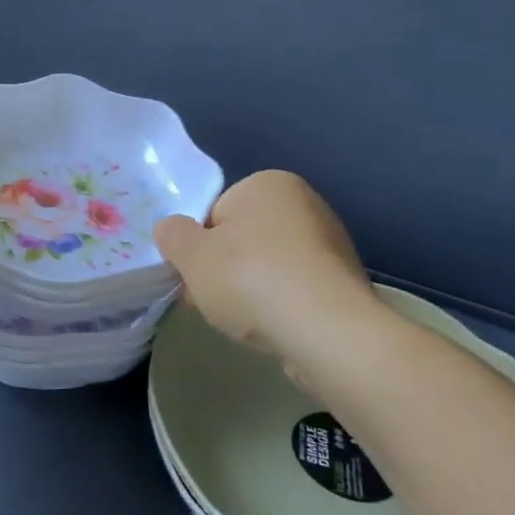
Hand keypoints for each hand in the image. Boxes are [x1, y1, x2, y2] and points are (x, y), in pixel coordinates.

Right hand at [153, 171, 377, 381]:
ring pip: (269, 266)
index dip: (199, 248)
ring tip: (244, 322)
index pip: (216, 213)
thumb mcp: (191, 255)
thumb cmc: (252, 279)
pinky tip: (276, 328)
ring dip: (251, 290)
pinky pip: (296, 289)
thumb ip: (172, 236)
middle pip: (243, 239)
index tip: (194, 278)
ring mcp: (330, 243)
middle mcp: (305, 203)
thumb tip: (171, 230)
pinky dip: (281, 306)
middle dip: (224, 270)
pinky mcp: (343, 281)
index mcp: (269, 183)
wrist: (327, 331)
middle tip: (212, 303)